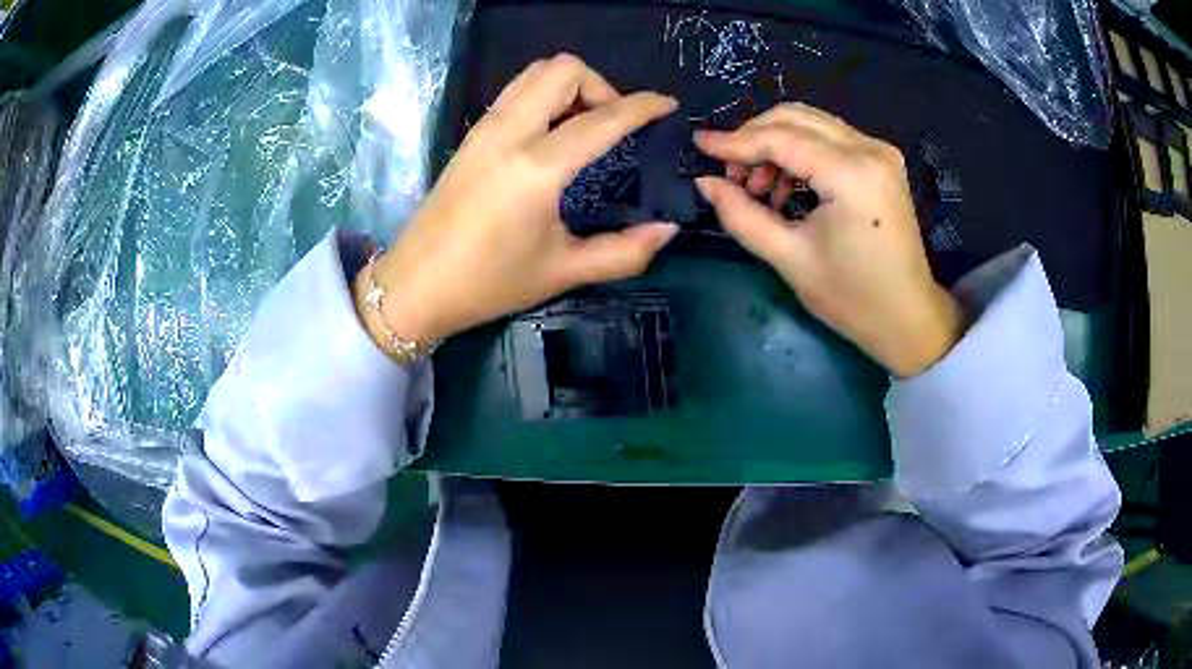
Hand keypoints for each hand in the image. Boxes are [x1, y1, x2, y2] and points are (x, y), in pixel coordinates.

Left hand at [356, 54, 679, 350]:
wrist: (415, 286)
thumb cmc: (488, 283)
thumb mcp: (563, 271)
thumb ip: (623, 251)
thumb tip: (668, 230)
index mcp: (536, 167)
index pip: (602, 118)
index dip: (643, 106)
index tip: (667, 106)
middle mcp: (509, 133)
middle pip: (562, 69)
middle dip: (600, 86)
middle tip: (613, 125)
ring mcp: (484, 128)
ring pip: (535, 73)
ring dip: (570, 86)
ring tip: (585, 126)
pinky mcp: (471, 135)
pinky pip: (516, 92)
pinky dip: (545, 96)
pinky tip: (553, 135)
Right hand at [694, 103, 964, 376]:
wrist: (909, 318)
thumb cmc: (852, 298)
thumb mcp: (790, 259)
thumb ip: (742, 215)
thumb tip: (704, 183)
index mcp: (850, 174)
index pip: (780, 139)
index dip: (734, 141)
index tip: (699, 144)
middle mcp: (869, 149)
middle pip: (795, 117)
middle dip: (753, 137)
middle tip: (730, 174)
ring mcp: (880, 151)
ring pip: (811, 123)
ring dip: (775, 144)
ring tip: (758, 187)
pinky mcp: (882, 161)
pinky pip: (829, 138)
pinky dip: (800, 152)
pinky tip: (787, 185)